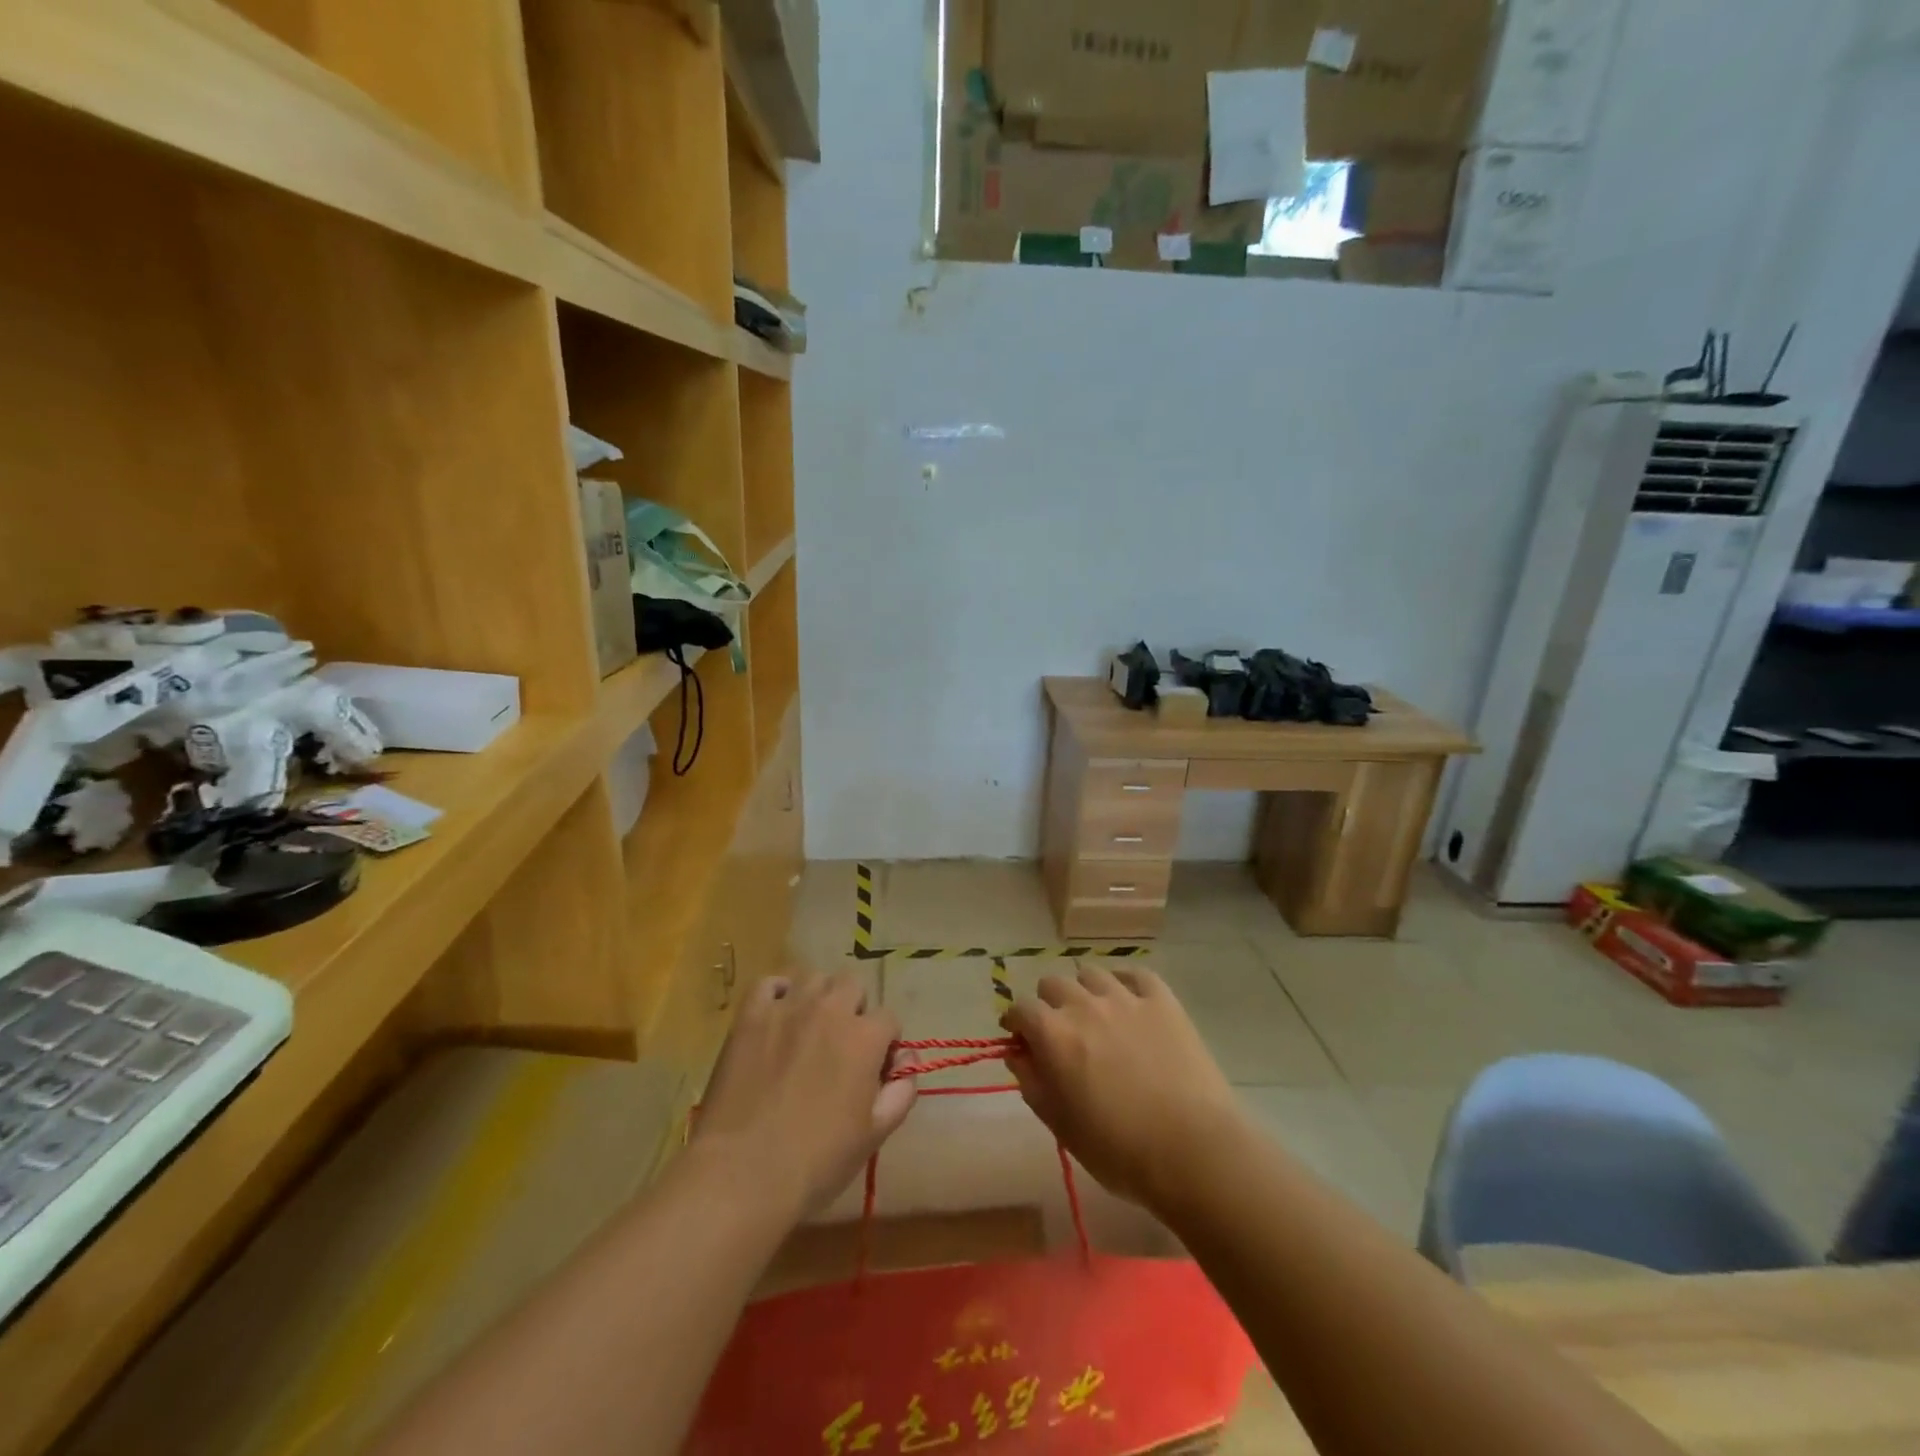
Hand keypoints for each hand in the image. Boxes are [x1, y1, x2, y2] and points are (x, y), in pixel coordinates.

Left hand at [695, 972, 915, 1215]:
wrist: (743, 1173)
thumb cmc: (817, 1161)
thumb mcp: (875, 1134)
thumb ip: (901, 1091)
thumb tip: (906, 1062)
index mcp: (864, 1037)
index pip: (889, 1019)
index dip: (886, 1043)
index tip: (875, 1068)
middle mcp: (830, 1010)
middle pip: (852, 985)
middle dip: (855, 1010)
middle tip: (842, 1046)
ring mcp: (787, 1008)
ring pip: (814, 978)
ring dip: (820, 997)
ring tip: (810, 1028)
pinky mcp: (750, 1016)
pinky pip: (769, 984)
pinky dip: (778, 993)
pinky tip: (778, 1016)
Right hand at [1003, 966, 1241, 1209]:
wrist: (1192, 1151)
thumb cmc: (1119, 1150)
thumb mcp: (1061, 1126)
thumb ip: (1032, 1084)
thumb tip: (1018, 1055)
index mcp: (1053, 1034)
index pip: (1020, 1009)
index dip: (1016, 1024)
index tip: (1020, 1040)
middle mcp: (1084, 1005)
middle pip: (1053, 984)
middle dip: (1048, 1004)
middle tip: (1058, 1031)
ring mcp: (1125, 998)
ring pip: (1091, 973)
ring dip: (1084, 990)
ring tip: (1094, 1014)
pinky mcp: (1162, 1000)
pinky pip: (1135, 974)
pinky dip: (1125, 983)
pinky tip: (1128, 1001)